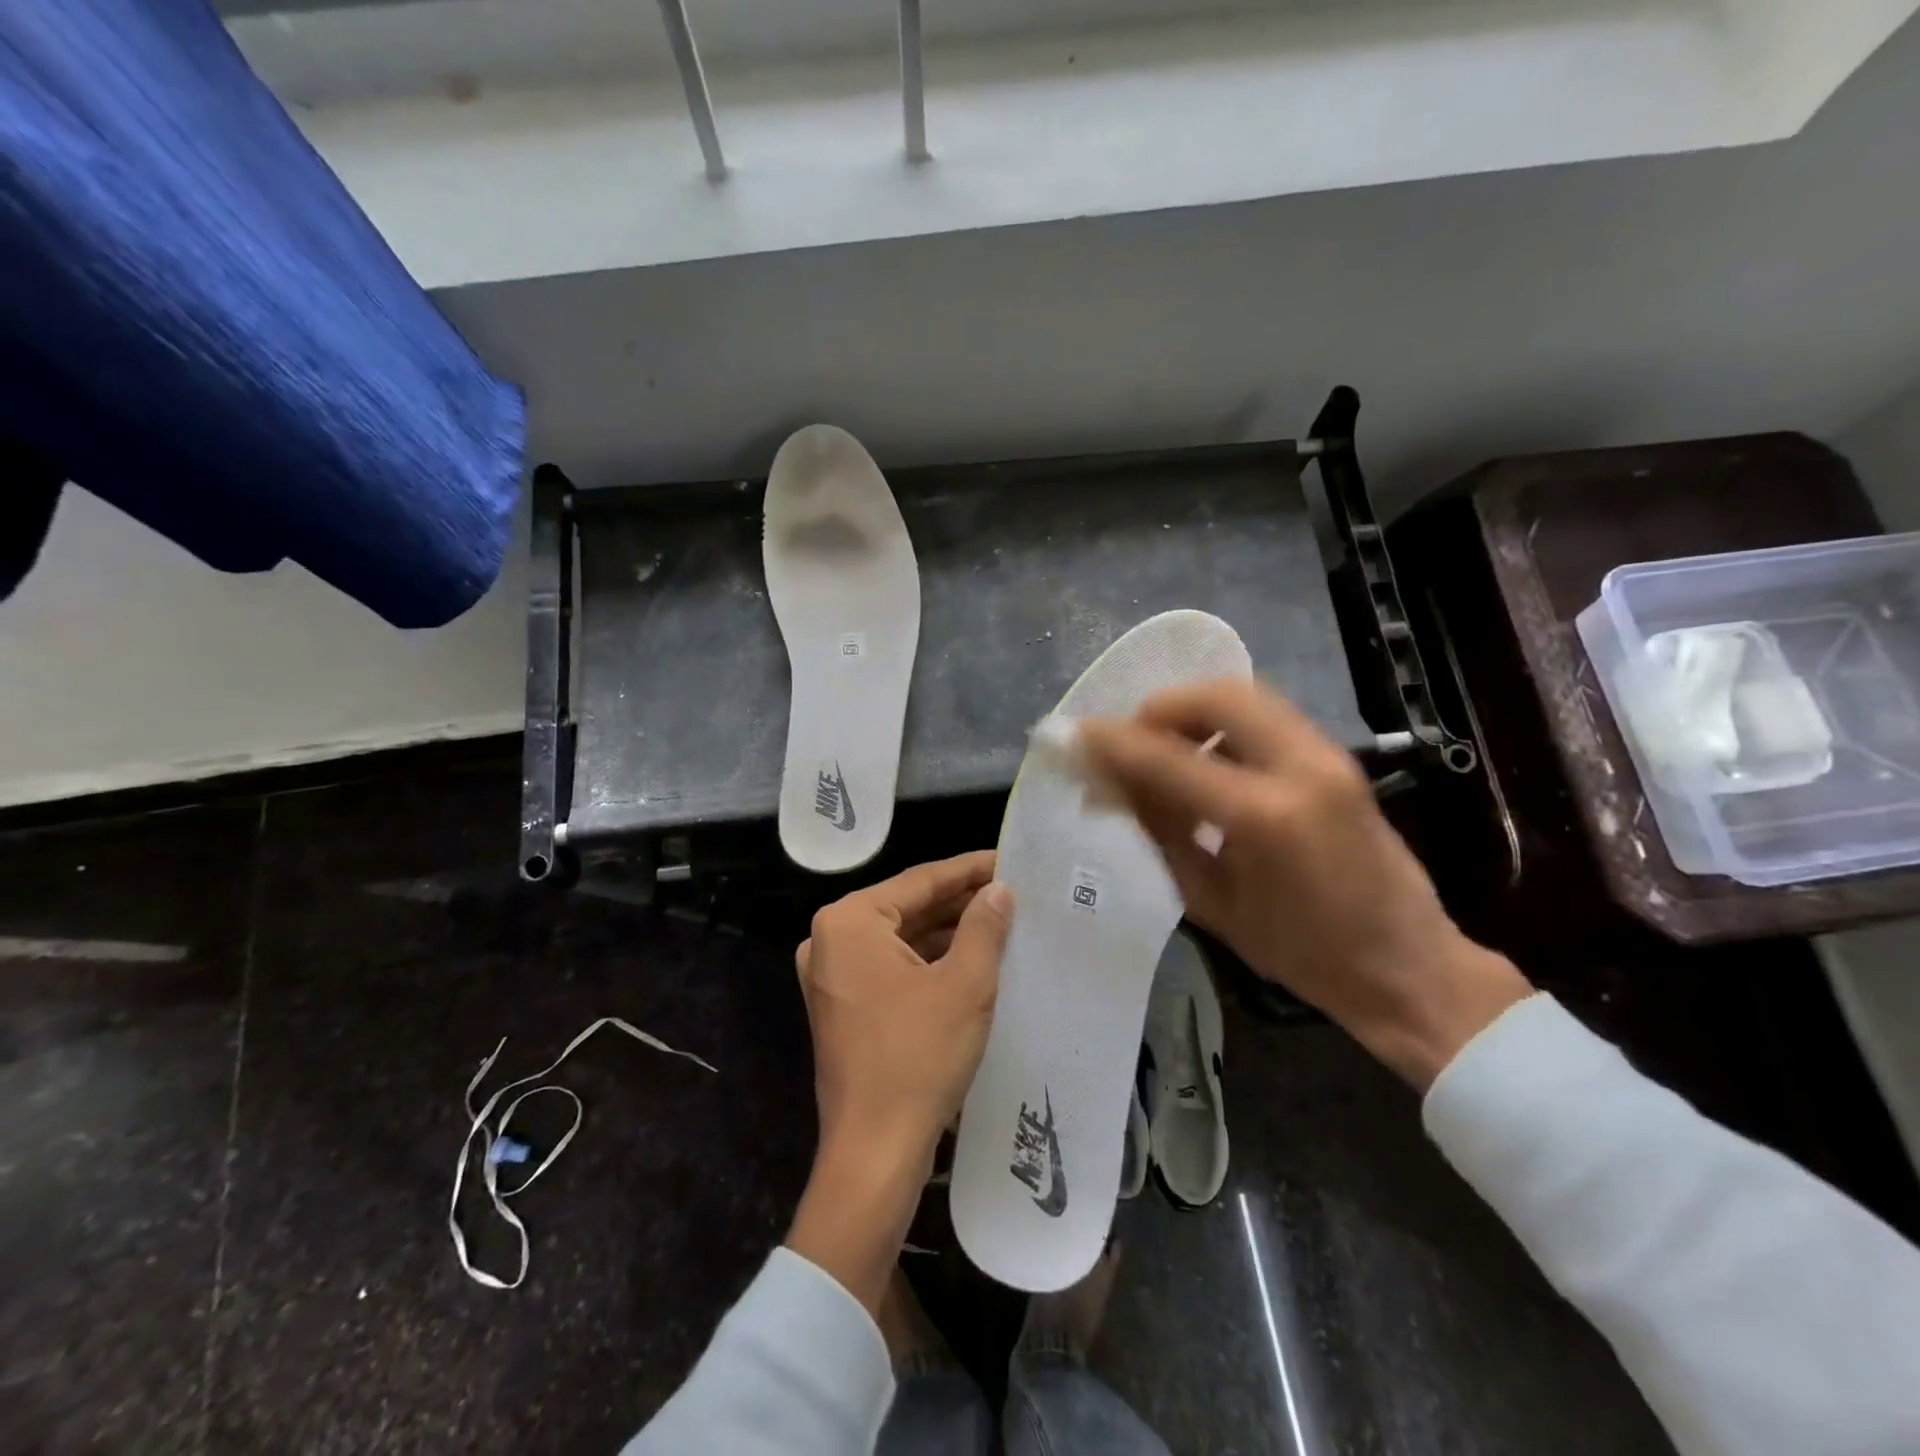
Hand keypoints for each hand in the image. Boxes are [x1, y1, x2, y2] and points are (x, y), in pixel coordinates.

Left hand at [786, 851, 1013, 1312]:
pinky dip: (928, 961)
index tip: (1009, 859)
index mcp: (849, 921)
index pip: (920, 881)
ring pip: (901, 938)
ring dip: (947, 931)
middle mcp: (830, 939)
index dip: (969, 870)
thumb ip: (983, 926)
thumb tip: (1000, 890)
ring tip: (1000, 920)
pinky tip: (970, 957)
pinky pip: (891, 966)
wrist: (875, 1152)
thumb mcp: (964, 985)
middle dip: (959, 901)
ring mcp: (832, 975)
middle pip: (907, 907)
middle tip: (1011, 890)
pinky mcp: (843, 1005)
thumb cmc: (918, 1057)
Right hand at [1077, 679, 1529, 1089]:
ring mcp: (1327, 755)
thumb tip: (1115, 785)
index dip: (1115, 744)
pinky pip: (1267, 716)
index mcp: (1264, 817)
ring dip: (1194, 711)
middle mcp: (1300, 767)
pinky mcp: (1338, 758)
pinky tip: (1207, 760)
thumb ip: (1162, 832)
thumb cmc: (1302, 955)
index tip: (1076, 736)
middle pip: (1217, 695)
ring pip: (1246, 695)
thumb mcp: (1212, 903)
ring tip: (1164, 749)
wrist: (1409, 968)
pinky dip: (1225, 723)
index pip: (1170, 758)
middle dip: (1160, 708)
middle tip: (1129, 741)